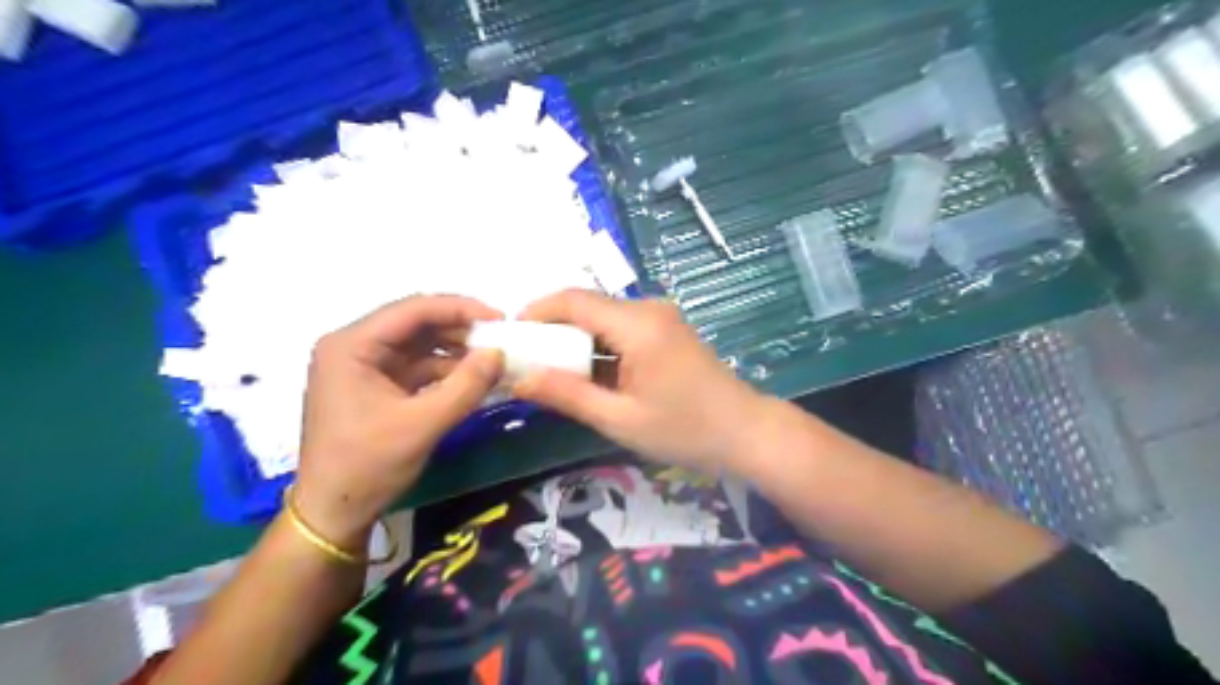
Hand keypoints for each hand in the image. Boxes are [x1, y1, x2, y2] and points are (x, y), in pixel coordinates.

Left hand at [295, 294, 504, 546]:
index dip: (459, 308)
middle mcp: (353, 346)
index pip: (412, 310)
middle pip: (415, 323)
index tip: (499, 318)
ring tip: (492, 358)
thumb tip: (500, 353)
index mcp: (351, 346)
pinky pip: (416, 365)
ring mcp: (363, 366)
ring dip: (455, 349)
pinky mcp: (375, 385)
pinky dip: (445, 369)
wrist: (334, 513)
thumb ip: (466, 386)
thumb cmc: (368, 465)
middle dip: (459, 329)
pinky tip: (472, 377)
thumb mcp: (423, 424)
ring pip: (419, 344)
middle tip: (500, 338)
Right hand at [511, 286, 759, 469]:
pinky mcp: (666, 332)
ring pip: (602, 319)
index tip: (510, 338)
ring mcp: (660, 319)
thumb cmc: (685, 430)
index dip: (536, 312)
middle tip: (526, 362)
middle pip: (587, 306)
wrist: (746, 433)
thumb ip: (566, 395)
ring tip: (550, 373)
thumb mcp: (619, 419)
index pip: (573, 300)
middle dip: (552, 330)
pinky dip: (598, 348)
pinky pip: (621, 331)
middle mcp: (648, 309)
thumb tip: (518, 379)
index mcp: (637, 324)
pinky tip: (586, 375)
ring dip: (575, 341)